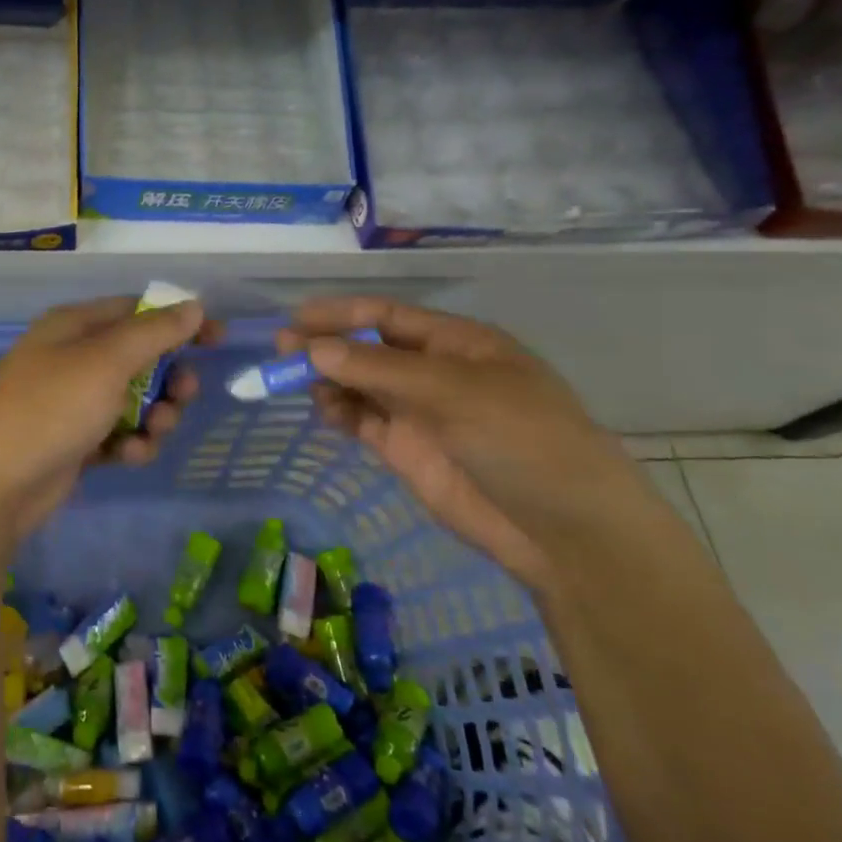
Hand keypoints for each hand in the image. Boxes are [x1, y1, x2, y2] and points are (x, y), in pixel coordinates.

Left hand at [0, 296, 215, 551]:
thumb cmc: (49, 408)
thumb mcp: (105, 362)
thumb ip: (154, 332)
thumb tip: (193, 304)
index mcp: (74, 326)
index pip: (137, 311)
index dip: (179, 321)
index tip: (217, 339)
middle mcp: (72, 358)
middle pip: (140, 358)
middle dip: (169, 378)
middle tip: (184, 395)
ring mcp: (71, 403)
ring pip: (134, 400)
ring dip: (155, 416)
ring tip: (154, 432)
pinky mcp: (73, 442)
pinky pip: (117, 434)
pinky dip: (130, 443)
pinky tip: (128, 457)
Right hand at [278, 296, 665, 587]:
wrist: (561, 528)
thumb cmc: (519, 438)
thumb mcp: (452, 391)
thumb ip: (379, 370)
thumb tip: (313, 349)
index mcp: (457, 342)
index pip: (388, 316)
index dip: (342, 313)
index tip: (297, 318)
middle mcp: (433, 372)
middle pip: (368, 350)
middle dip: (326, 346)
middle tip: (281, 349)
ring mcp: (420, 413)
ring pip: (360, 385)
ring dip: (328, 380)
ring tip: (294, 382)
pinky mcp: (407, 451)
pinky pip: (363, 421)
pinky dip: (339, 413)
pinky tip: (322, 410)